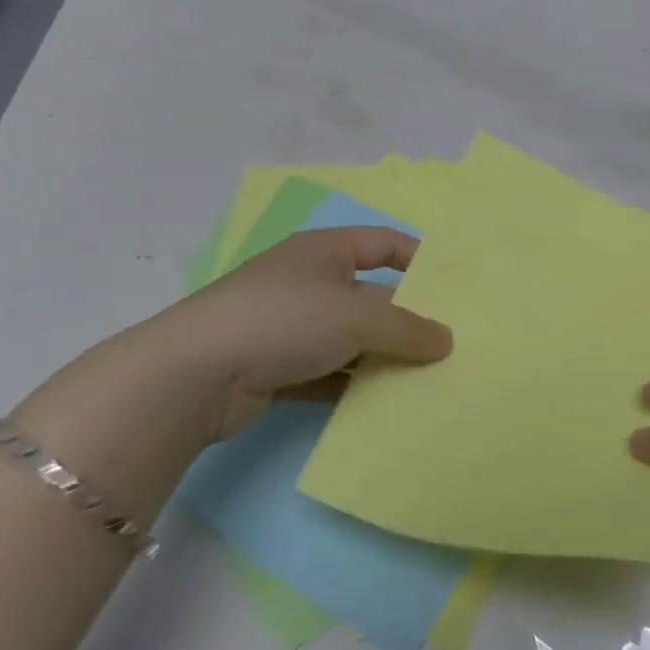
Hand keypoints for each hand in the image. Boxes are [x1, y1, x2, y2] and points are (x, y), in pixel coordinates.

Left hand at [12, 228, 451, 462]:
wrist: (195, 376)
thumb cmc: (283, 320)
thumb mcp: (355, 316)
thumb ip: (406, 328)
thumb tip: (447, 340)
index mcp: (324, 251)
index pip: (382, 243)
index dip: (418, 259)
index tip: (453, 288)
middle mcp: (307, 282)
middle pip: (370, 296)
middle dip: (405, 320)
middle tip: (449, 345)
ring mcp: (289, 327)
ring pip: (350, 340)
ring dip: (381, 359)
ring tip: (427, 380)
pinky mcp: (277, 369)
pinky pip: (329, 375)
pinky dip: (353, 387)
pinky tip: (384, 406)